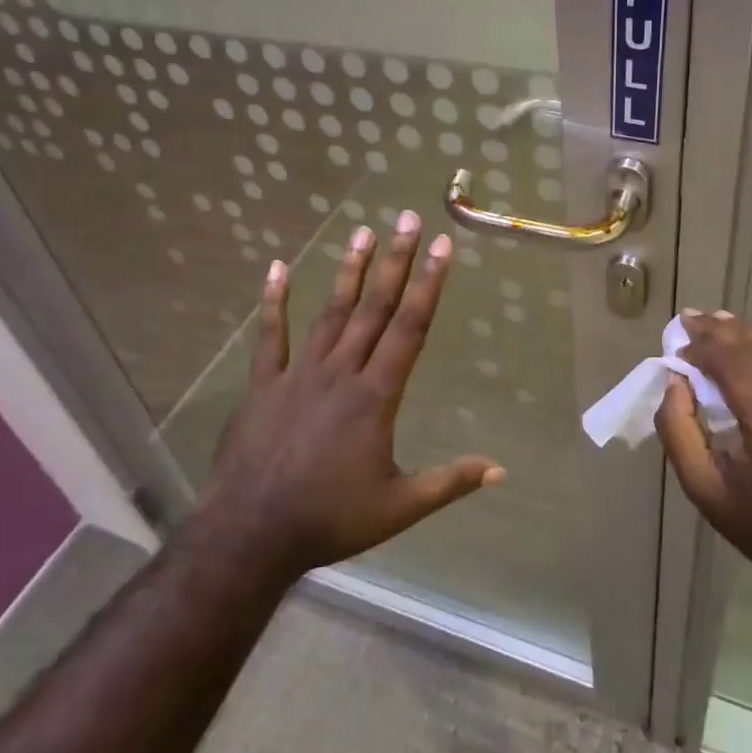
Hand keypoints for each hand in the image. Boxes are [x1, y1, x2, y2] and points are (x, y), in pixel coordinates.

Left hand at [193, 213, 502, 581]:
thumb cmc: (330, 519)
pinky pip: (270, 335)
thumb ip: (450, 482)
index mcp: (376, 396)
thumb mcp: (399, 507)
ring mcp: (299, 373)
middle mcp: (341, 372)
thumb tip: (501, 471)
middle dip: (396, 261)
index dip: (428, 285)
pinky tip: (277, 269)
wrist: (251, 533)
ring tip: (364, 232)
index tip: (442, 247)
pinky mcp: (264, 384)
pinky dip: (273, 301)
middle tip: (407, 219)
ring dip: (349, 271)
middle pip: (374, 307)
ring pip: (330, 311)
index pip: (410, 328)